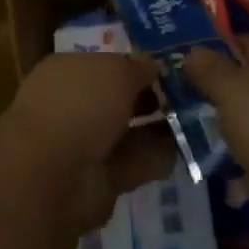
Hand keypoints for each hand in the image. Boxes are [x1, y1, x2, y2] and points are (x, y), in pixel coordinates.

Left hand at [7, 52, 177, 233]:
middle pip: (116, 101)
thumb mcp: (116, 71)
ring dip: (157, 130)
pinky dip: (155, 160)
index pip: (104, 66)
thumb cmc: (80, 105)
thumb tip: (153, 66)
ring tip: (195, 122)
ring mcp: (83, 147)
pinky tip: (184, 150)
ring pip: (126, 134)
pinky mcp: (97, 182)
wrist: (52, 175)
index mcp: (66, 73)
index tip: (167, 70)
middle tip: (187, 97)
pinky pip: (132, 165)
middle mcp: (72, 107)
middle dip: (149, 100)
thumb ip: (137, 67)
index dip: (134, 67)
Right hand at [184, 37, 248, 245]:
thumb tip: (192, 51)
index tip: (189, 58)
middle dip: (225, 94)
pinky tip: (231, 184)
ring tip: (204, 144)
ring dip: (239, 134)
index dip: (218, 47)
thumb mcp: (231, 90)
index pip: (245, 44)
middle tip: (188, 103)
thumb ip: (210, 71)